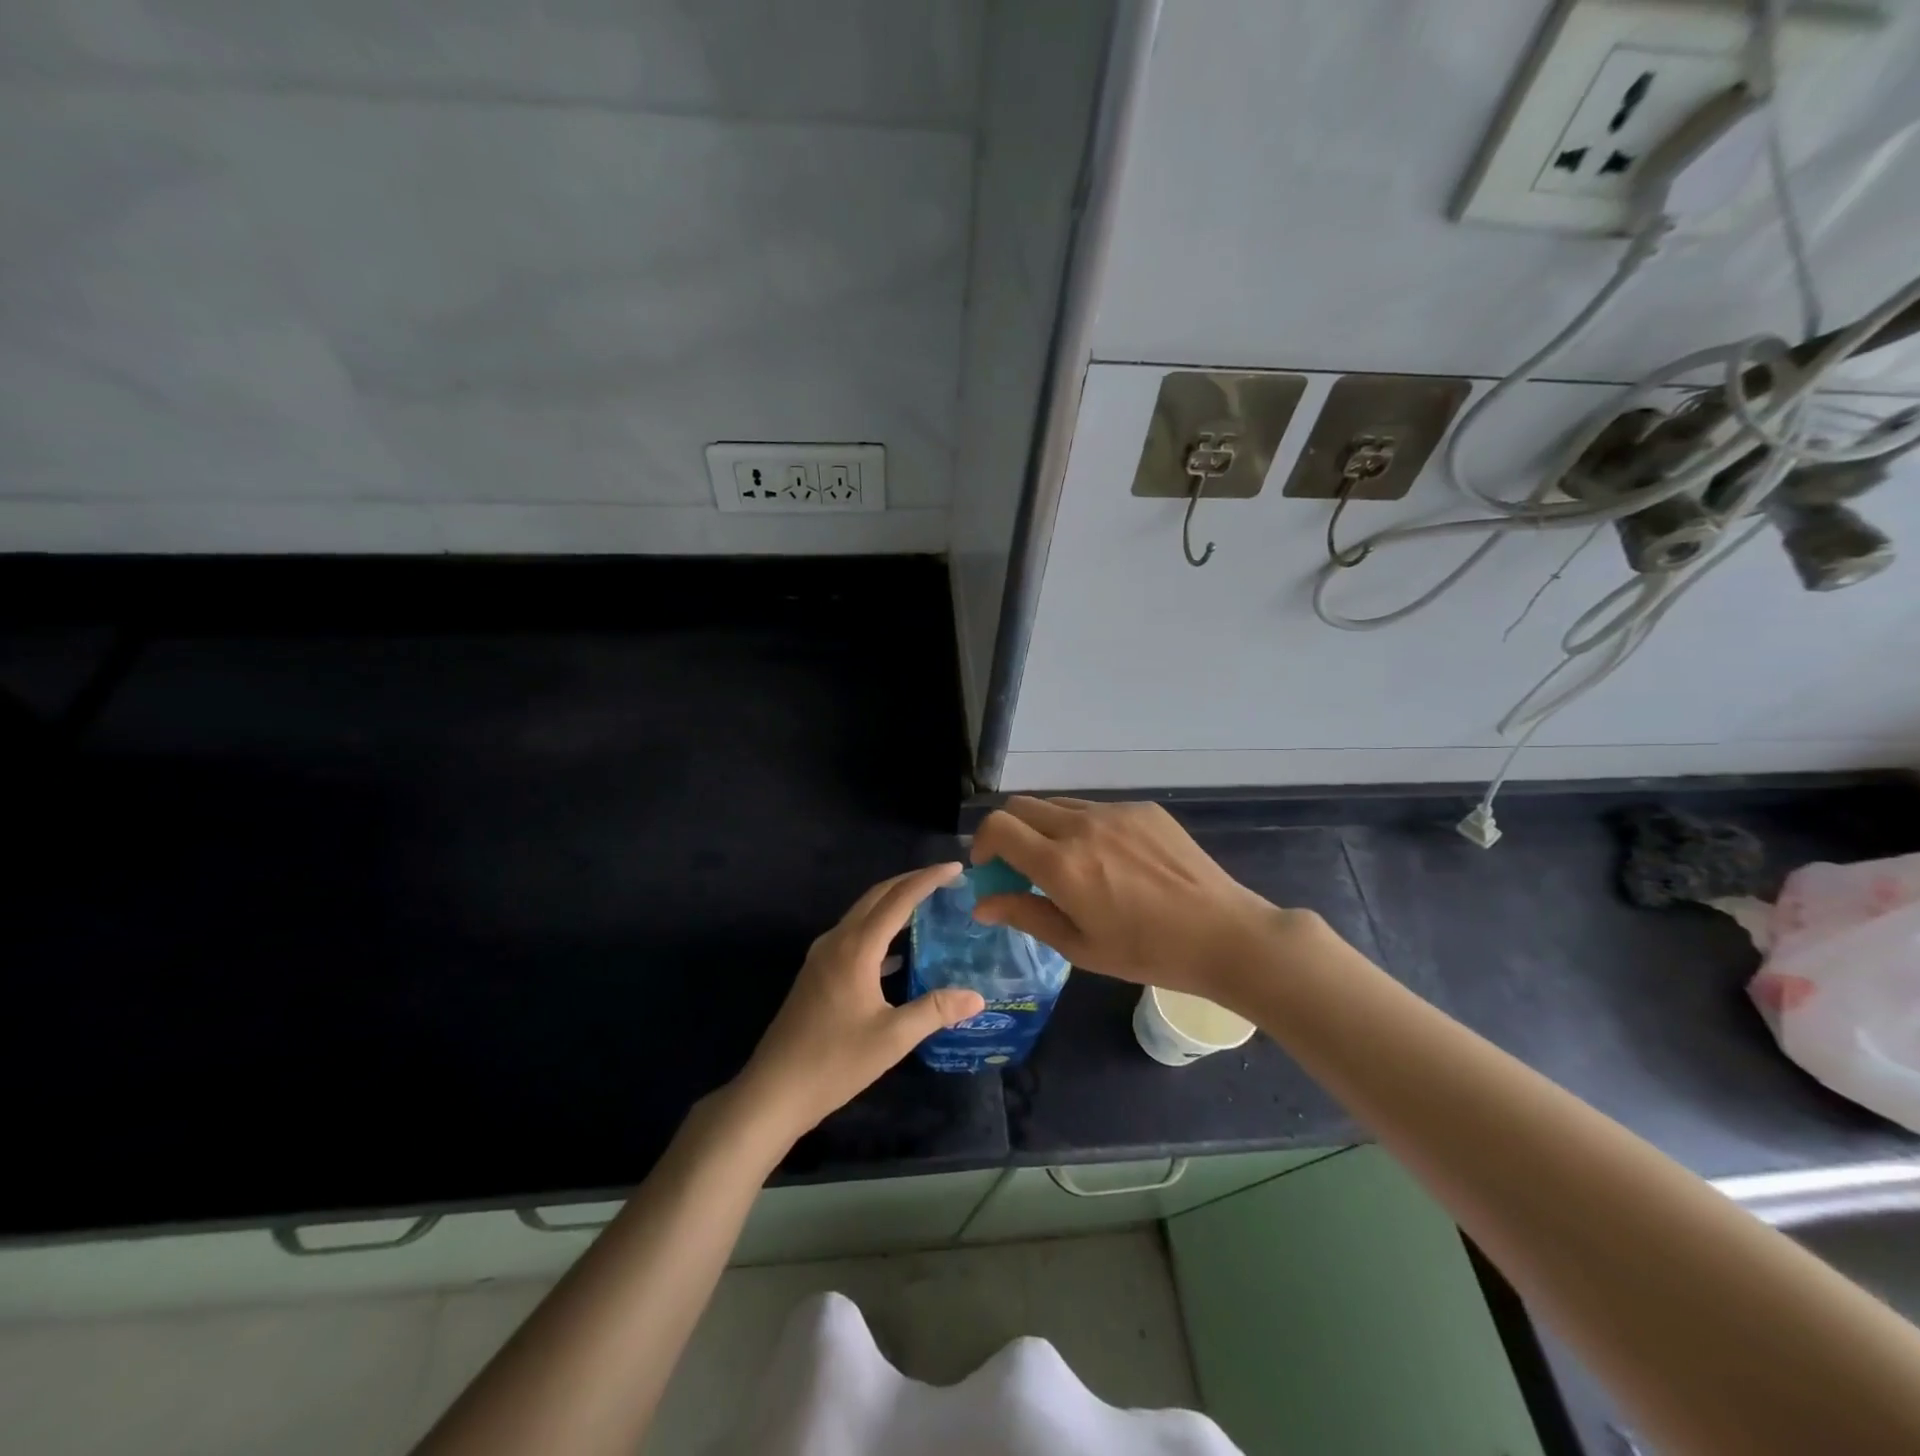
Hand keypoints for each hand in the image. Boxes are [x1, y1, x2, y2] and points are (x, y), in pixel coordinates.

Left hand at [732, 863, 986, 1142]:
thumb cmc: (834, 1062)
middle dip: (910, 882)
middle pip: (877, 896)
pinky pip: (853, 935)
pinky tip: (898, 953)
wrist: (773, 1090)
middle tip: (945, 880)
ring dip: (893, 904)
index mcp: (856, 948)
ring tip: (927, 906)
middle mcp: (837, 941)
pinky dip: (879, 930)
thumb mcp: (892, 1038)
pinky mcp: (816, 973)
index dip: (928, 879)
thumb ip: (935, 1010)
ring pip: (862, 914)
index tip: (956, 867)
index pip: (898, 899)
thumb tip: (977, 996)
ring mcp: (822, 956)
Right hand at [970, 797, 1306, 1005]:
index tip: (990, 868)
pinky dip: (1085, 827)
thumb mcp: (1079, 946)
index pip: (998, 827)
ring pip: (1059, 805)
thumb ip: (1025, 915)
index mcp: (1061, 864)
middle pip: (1022, 806)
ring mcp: (1115, 812)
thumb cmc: (1147, 952)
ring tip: (1069, 864)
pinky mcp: (1143, 809)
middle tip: (1022, 866)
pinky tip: (1113, 861)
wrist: (1223, 934)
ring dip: (1046, 828)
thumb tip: (982, 903)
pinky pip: (1097, 808)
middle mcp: (1082, 826)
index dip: (983, 843)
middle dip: (1009, 832)